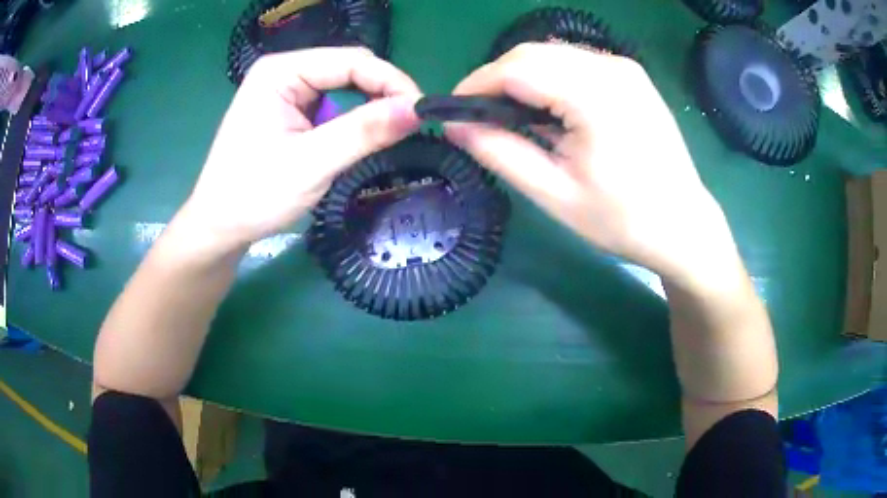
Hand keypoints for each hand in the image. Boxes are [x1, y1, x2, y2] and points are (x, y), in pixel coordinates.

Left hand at [181, 48, 421, 252]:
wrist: (219, 227)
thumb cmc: (253, 195)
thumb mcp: (310, 164)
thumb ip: (363, 133)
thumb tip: (418, 110)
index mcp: (281, 71)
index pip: (351, 60)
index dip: (391, 81)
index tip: (421, 112)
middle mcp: (284, 72)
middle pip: (350, 70)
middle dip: (382, 95)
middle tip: (407, 127)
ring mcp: (286, 91)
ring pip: (345, 89)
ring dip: (368, 111)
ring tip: (385, 137)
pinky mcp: (290, 111)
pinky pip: (333, 106)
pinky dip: (352, 122)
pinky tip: (359, 140)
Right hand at [445, 43, 736, 285]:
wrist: (683, 225)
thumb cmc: (624, 220)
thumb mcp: (556, 195)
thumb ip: (501, 154)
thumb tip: (455, 127)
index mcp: (595, 97)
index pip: (517, 69)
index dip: (476, 84)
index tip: (452, 110)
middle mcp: (611, 68)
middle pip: (533, 54)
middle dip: (496, 79)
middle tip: (478, 115)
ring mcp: (625, 69)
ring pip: (553, 55)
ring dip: (522, 78)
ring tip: (511, 116)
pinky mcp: (631, 77)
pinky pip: (576, 63)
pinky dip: (550, 79)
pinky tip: (549, 111)